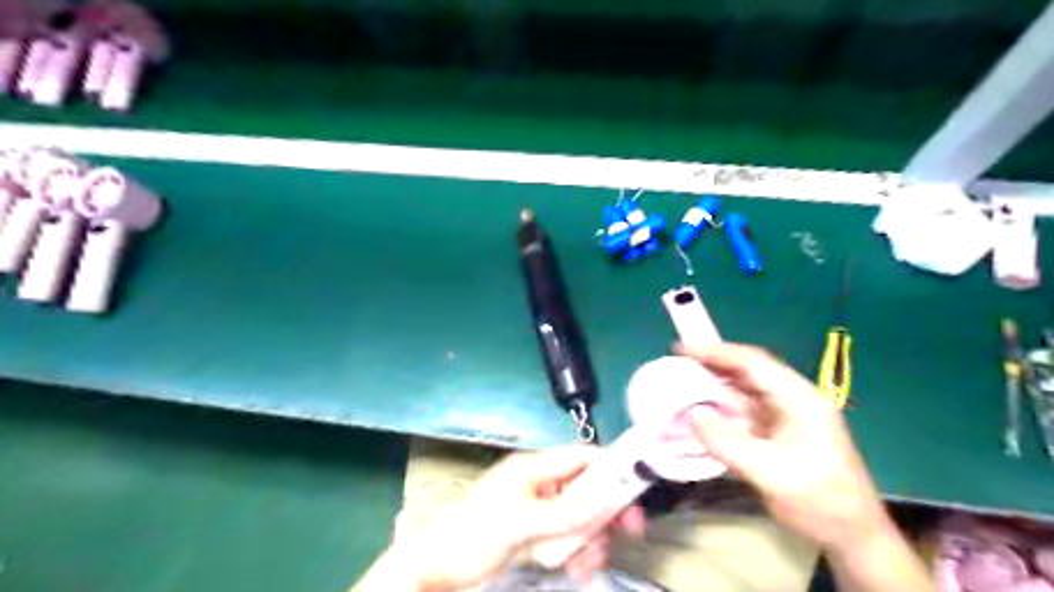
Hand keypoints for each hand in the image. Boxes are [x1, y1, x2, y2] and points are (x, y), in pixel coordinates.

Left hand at [374, 447, 647, 590]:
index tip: (633, 492)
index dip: (609, 469)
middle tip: (626, 534)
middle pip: (586, 488)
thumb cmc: (470, 535)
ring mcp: (537, 508)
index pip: (581, 457)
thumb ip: (563, 512)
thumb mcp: (519, 523)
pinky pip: (566, 536)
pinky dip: (577, 551)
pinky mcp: (534, 531)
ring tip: (589, 564)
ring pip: (580, 515)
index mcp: (534, 468)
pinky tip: (577, 568)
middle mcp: (539, 483)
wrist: (432, 566)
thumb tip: (604, 498)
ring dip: (591, 538)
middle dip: (604, 512)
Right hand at [681, 342, 891, 554]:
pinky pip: (740, 413)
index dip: (716, 352)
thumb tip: (692, 415)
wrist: (853, 535)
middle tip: (674, 366)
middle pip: (745, 372)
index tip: (681, 349)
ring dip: (711, 389)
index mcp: (798, 398)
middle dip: (710, 367)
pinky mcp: (775, 433)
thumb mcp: (772, 474)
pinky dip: (718, 411)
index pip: (752, 363)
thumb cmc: (821, 501)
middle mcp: (790, 399)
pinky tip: (698, 414)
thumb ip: (729, 444)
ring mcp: (783, 416)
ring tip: (678, 387)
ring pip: (741, 392)